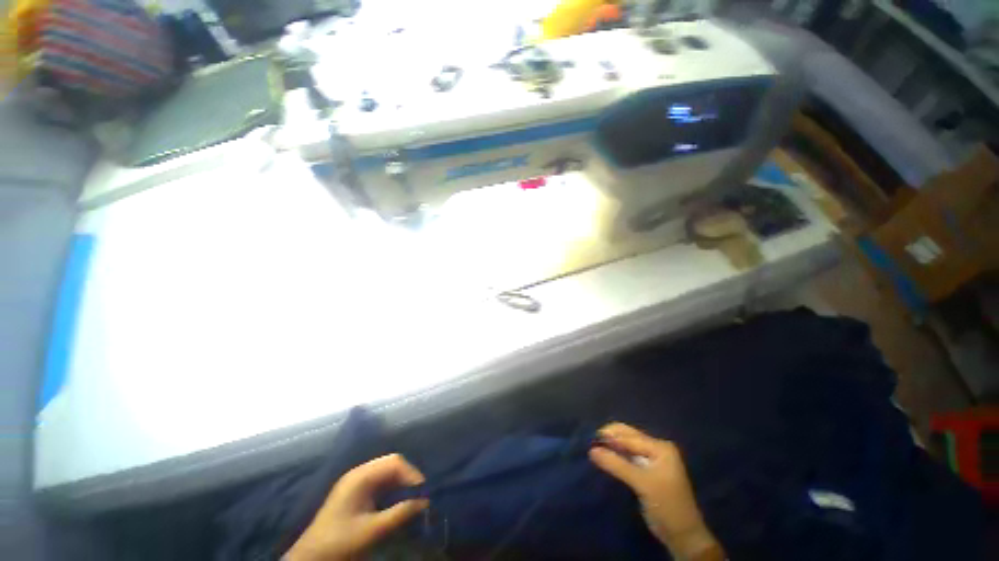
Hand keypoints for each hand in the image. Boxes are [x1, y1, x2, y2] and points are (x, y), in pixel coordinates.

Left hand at [285, 454, 429, 560]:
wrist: (310, 558)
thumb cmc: (340, 542)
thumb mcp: (373, 530)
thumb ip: (400, 513)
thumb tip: (425, 501)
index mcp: (361, 476)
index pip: (394, 462)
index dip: (411, 473)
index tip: (423, 491)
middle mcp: (359, 473)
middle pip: (391, 463)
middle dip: (407, 476)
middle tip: (419, 494)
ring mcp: (356, 482)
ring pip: (386, 472)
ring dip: (400, 482)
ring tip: (412, 497)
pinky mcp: (355, 492)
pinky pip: (379, 482)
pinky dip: (392, 488)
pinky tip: (397, 500)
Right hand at [589, 423, 724, 560]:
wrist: (683, 536)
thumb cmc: (666, 505)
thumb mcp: (642, 483)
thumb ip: (617, 465)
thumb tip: (592, 450)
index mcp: (660, 447)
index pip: (630, 436)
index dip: (610, 436)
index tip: (591, 439)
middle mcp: (657, 448)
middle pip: (628, 437)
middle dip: (610, 438)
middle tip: (592, 444)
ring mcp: (653, 460)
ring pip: (627, 447)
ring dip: (612, 447)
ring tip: (596, 450)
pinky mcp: (648, 471)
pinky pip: (629, 457)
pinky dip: (617, 457)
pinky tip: (606, 459)